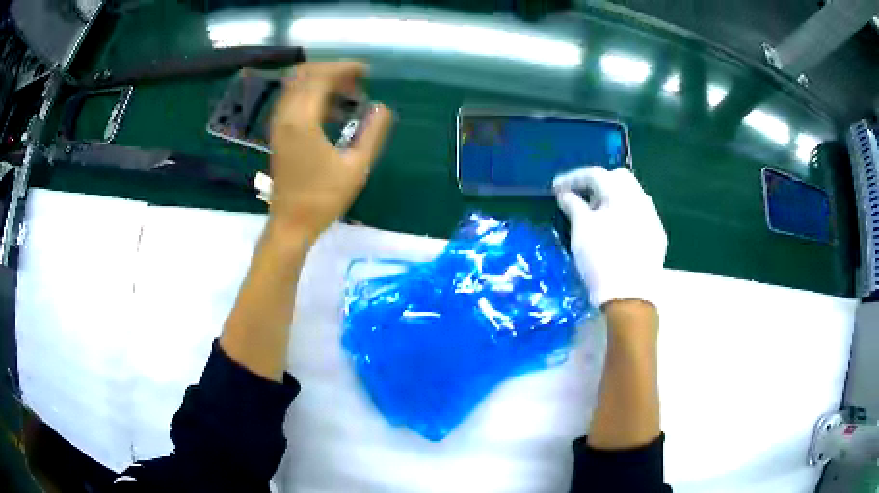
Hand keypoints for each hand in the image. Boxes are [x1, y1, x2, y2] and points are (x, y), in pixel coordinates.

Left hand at [269, 61, 392, 239]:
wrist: (291, 224)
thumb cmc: (323, 198)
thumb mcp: (356, 166)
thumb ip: (372, 132)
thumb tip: (383, 107)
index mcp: (302, 119)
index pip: (321, 76)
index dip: (344, 68)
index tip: (367, 71)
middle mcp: (285, 115)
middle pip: (304, 74)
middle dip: (332, 70)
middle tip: (357, 81)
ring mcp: (278, 124)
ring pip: (296, 86)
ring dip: (321, 82)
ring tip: (349, 93)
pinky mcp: (278, 134)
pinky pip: (293, 100)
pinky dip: (312, 95)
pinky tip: (333, 111)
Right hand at [553, 167, 666, 308]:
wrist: (630, 296)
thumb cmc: (602, 258)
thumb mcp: (581, 229)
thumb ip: (573, 205)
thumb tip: (565, 194)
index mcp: (621, 193)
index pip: (595, 174)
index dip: (573, 178)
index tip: (556, 189)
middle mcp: (641, 199)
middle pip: (618, 178)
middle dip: (597, 184)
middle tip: (581, 199)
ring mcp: (653, 218)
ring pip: (632, 197)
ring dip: (613, 199)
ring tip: (598, 217)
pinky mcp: (657, 236)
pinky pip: (640, 215)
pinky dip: (625, 216)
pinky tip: (616, 233)